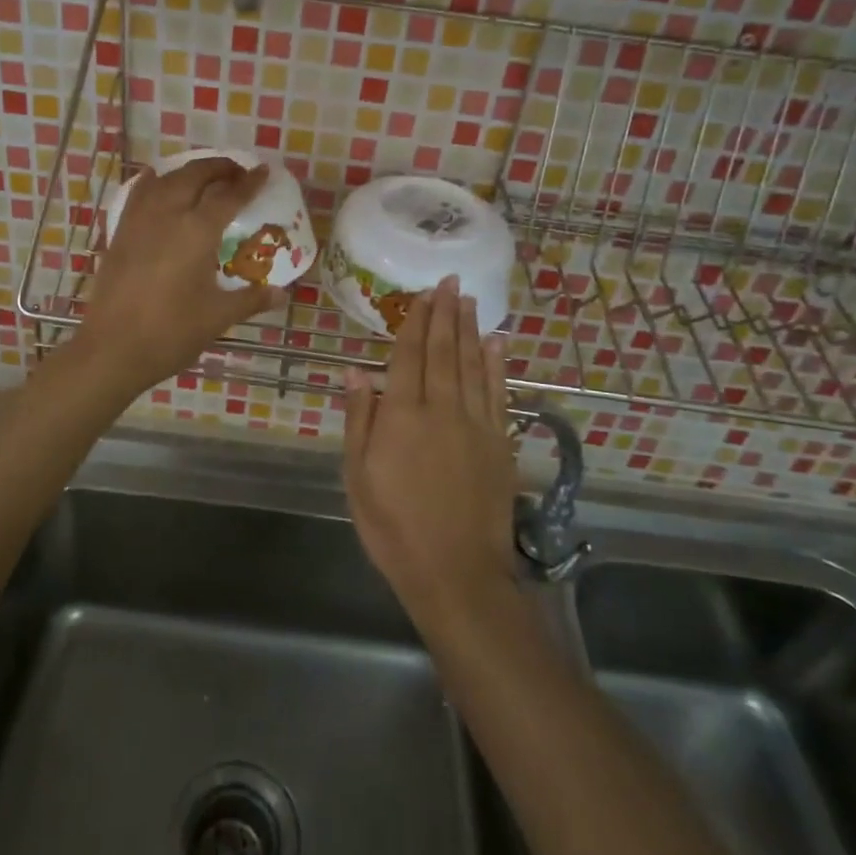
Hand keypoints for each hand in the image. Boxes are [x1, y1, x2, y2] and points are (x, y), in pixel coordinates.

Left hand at [78, 156, 279, 394]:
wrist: (112, 349)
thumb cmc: (171, 333)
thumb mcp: (218, 317)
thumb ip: (251, 299)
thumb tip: (282, 293)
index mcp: (197, 232)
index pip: (229, 196)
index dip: (249, 182)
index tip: (263, 171)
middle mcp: (168, 215)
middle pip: (195, 175)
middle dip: (219, 168)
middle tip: (237, 173)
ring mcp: (139, 221)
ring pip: (166, 179)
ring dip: (189, 172)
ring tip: (204, 178)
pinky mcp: (120, 233)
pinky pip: (139, 194)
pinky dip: (154, 182)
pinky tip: (157, 182)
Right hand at [344, 277, 519, 632]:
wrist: (455, 572)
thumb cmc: (393, 527)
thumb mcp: (358, 477)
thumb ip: (360, 420)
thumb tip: (356, 371)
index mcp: (402, 416)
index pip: (408, 356)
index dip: (415, 322)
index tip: (422, 294)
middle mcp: (441, 409)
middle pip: (443, 351)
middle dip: (445, 314)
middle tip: (449, 282)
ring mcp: (475, 424)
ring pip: (472, 364)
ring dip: (469, 329)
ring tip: (468, 299)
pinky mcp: (499, 442)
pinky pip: (498, 393)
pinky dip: (497, 364)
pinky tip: (496, 342)